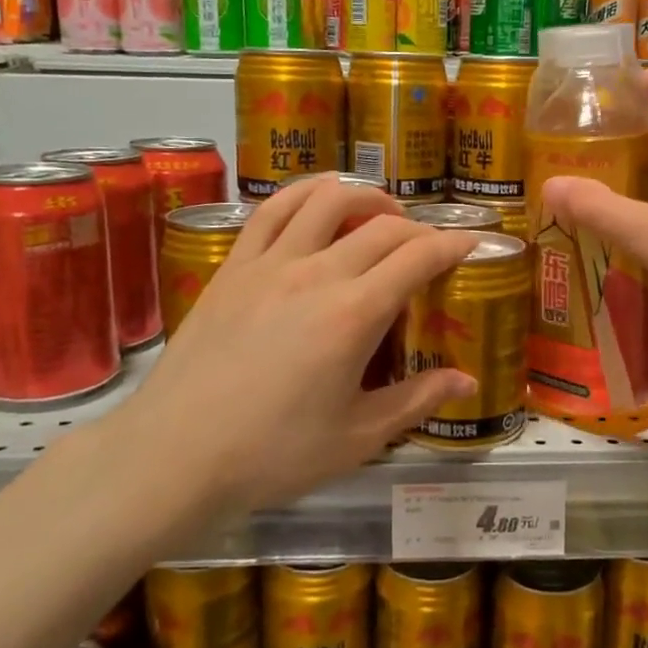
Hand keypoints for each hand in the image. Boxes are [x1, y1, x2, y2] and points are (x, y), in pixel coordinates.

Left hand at [101, 178, 479, 519]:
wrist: (175, 454)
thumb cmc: (273, 454)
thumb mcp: (358, 437)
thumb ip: (417, 400)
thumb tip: (468, 381)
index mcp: (354, 314)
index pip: (418, 256)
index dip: (454, 243)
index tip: (473, 243)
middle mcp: (316, 273)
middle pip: (382, 225)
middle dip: (419, 227)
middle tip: (431, 246)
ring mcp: (269, 262)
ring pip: (327, 199)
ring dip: (366, 195)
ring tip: (381, 213)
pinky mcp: (234, 266)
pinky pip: (273, 209)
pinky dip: (306, 193)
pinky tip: (319, 202)